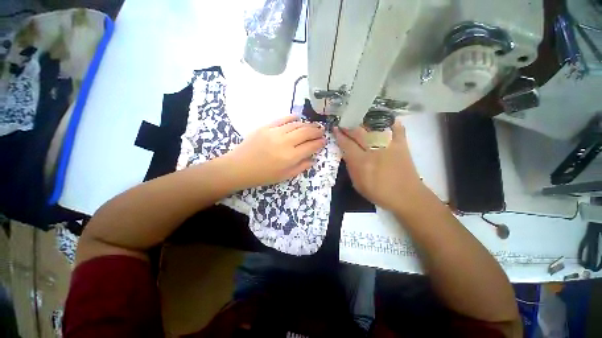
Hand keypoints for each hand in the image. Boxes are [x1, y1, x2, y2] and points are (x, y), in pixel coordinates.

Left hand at [225, 115, 325, 188]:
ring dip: (307, 124)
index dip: (319, 143)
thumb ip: (300, 167)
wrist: (239, 167)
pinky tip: (298, 117)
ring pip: (296, 125)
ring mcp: (274, 132)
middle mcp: (285, 142)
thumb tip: (313, 160)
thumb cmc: (263, 175)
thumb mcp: (284, 176)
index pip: (310, 147)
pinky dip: (291, 117)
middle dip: (316, 131)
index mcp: (290, 157)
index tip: (324, 141)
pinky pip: (282, 119)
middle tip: (322, 130)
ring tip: (314, 125)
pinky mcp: (266, 127)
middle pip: (305, 133)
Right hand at [334, 119, 426, 210]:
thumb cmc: (379, 193)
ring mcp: (389, 146)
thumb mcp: (358, 184)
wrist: (406, 196)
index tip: (335, 128)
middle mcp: (373, 151)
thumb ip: (351, 168)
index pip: (347, 144)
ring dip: (365, 122)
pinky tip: (387, 119)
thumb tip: (347, 154)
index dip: (340, 135)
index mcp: (361, 162)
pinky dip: (393, 123)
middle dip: (349, 126)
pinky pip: (398, 130)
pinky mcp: (402, 145)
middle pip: (359, 133)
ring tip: (359, 118)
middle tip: (344, 122)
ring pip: (375, 128)